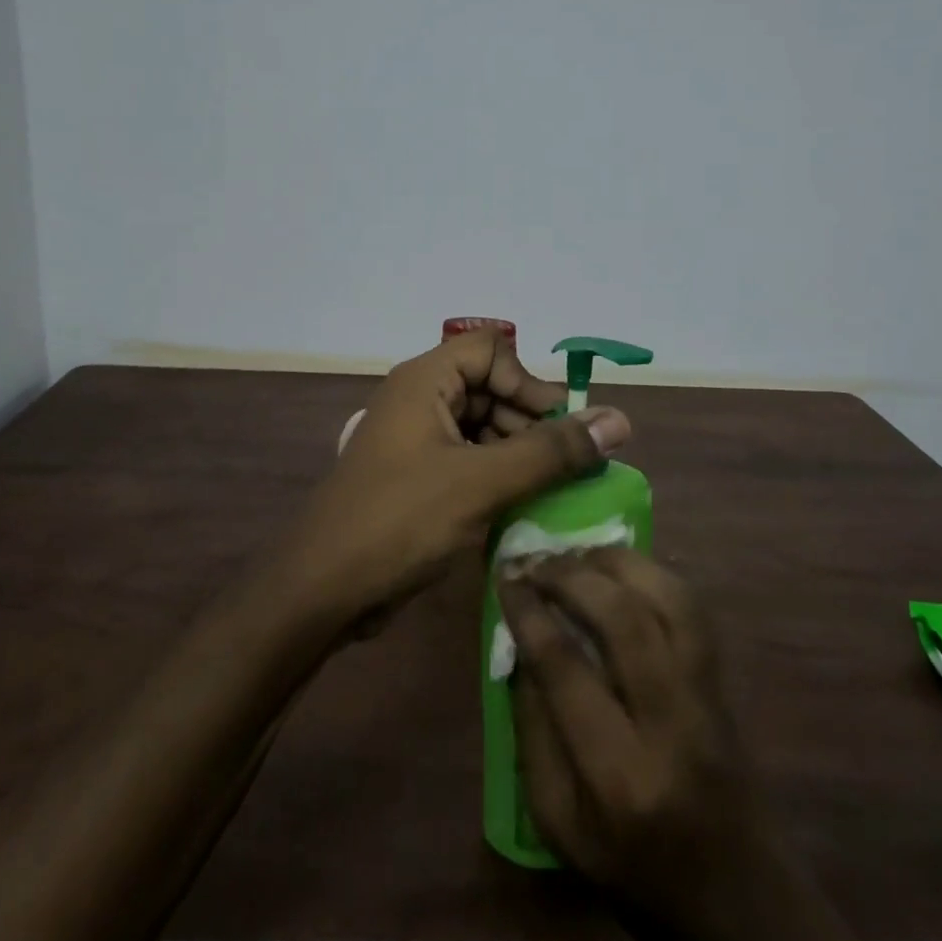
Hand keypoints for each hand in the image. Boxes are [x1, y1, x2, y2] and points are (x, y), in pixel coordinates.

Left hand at [287, 328, 631, 623]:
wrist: (322, 589)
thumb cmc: (400, 520)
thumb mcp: (482, 482)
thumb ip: (551, 451)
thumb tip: (620, 420)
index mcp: (425, 381)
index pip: (492, 351)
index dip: (529, 383)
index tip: (560, 429)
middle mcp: (420, 400)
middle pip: (490, 388)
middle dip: (530, 423)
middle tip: (565, 467)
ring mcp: (416, 441)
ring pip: (482, 428)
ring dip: (519, 454)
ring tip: (550, 493)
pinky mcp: (416, 478)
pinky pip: (468, 461)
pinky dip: (497, 477)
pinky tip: (521, 510)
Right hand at [502, 549, 882, 940]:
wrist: (738, 898)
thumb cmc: (635, 871)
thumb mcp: (559, 825)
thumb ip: (534, 733)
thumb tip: (521, 649)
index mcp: (619, 775)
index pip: (566, 668)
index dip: (530, 613)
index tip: (505, 580)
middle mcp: (670, 724)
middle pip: (623, 620)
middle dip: (570, 576)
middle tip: (534, 560)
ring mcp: (706, 696)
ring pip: (667, 600)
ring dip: (615, 563)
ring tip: (575, 551)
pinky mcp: (724, 681)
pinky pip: (691, 608)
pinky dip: (652, 574)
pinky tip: (620, 568)